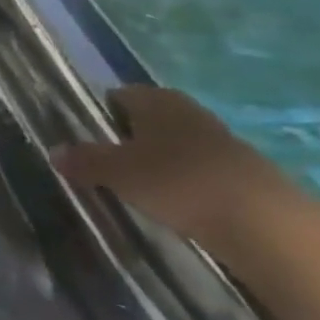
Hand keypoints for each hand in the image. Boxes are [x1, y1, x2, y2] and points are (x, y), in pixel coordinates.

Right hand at [51, 86, 298, 251]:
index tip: (86, 137)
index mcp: (156, 100)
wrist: (265, 224)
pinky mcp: (243, 172)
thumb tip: (54, 151)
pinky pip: (200, 168)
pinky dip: (184, 180)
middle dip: (129, 136)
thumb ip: (84, 160)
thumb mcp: (117, 173)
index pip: (119, 95)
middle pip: (149, 118)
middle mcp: (188, 111)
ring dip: (159, 159)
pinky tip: (176, 202)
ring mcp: (221, 140)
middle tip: (107, 162)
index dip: (101, 113)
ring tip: (139, 186)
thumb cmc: (177, 182)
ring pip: (176, 143)